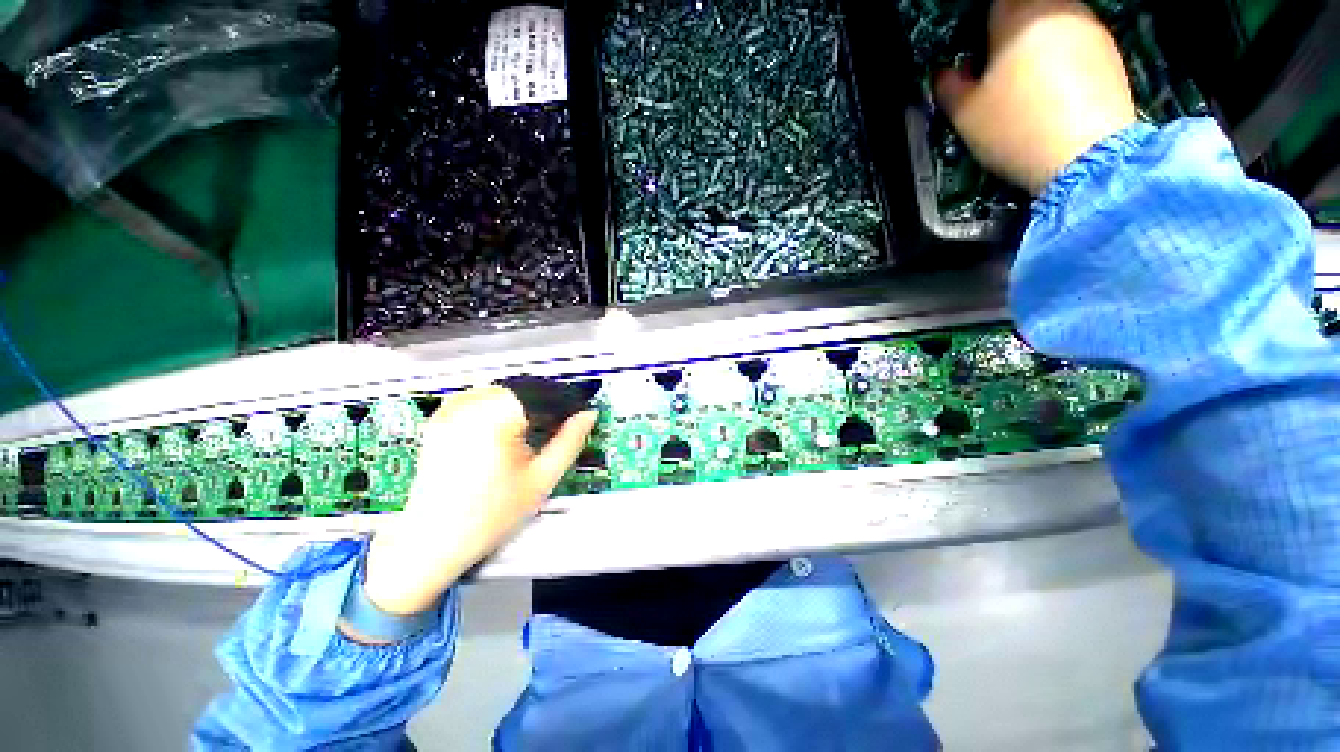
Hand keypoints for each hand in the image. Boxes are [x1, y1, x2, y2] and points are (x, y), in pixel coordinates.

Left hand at [359, 386, 596, 616]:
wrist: (434, 539)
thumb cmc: (489, 514)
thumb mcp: (541, 479)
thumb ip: (569, 442)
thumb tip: (588, 417)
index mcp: (497, 418)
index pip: (542, 393)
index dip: (564, 403)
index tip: (575, 417)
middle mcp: (470, 407)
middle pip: (521, 390)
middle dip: (541, 405)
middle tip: (552, 429)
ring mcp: (450, 412)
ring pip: (500, 391)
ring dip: (519, 404)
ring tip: (526, 432)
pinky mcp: (439, 420)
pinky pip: (475, 398)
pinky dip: (494, 406)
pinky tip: (500, 428)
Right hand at [935, 0, 1137, 194]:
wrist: (1088, 156)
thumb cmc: (1016, 128)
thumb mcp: (965, 114)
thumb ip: (949, 86)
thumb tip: (947, 72)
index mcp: (1017, 13)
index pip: (992, 4)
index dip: (979, 24)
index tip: (971, 49)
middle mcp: (1057, 6)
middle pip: (1025, 8)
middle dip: (1007, 32)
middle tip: (992, 68)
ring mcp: (1090, 26)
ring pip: (1052, 23)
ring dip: (1035, 44)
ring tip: (1024, 84)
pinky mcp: (1111, 50)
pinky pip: (1075, 42)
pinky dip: (1061, 58)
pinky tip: (1054, 92)